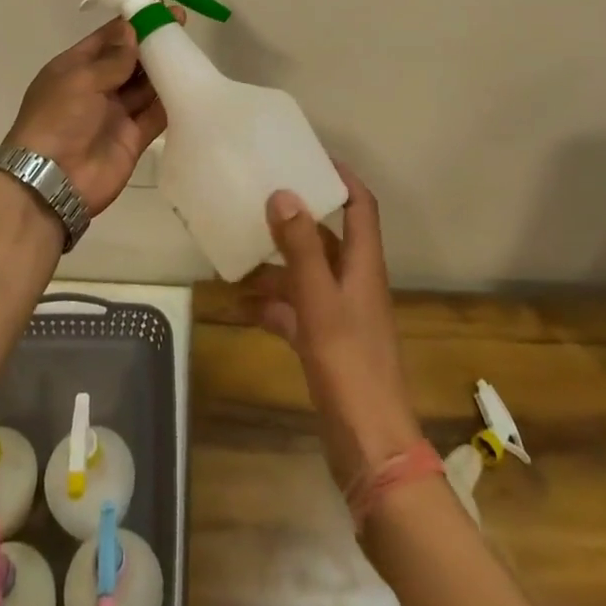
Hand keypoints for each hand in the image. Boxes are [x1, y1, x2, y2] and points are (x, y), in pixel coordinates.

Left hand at [0, 14, 179, 216]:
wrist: (51, 182)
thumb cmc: (58, 120)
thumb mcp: (80, 80)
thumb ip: (112, 58)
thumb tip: (132, 29)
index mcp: (75, 68)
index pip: (108, 38)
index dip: (132, 21)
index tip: (158, 4)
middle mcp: (96, 87)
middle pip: (129, 59)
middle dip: (152, 41)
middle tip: (181, 22)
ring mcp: (115, 113)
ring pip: (144, 85)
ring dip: (163, 67)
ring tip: (190, 47)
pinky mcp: (132, 138)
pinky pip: (154, 114)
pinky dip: (170, 101)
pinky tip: (189, 83)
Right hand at [243, 163, 420, 491]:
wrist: (370, 449)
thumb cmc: (349, 365)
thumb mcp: (319, 300)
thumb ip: (300, 246)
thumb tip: (283, 192)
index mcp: (363, 264)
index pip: (360, 206)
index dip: (341, 178)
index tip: (309, 157)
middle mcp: (354, 282)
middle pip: (326, 238)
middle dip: (294, 221)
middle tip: (257, 201)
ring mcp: (341, 315)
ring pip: (306, 275)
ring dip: (275, 267)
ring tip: (236, 257)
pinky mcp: (326, 344)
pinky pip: (295, 311)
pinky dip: (272, 305)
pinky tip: (242, 307)